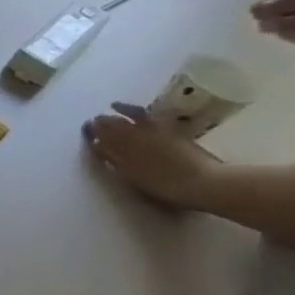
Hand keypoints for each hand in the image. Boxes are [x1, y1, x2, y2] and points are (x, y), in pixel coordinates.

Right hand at [84, 102, 220, 207]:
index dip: (94, 145)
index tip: (92, 143)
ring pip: (114, 124)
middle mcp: (125, 147)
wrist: (203, 181)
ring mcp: (141, 136)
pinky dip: (125, 108)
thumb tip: (108, 158)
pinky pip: (136, 114)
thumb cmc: (173, 189)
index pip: (99, 149)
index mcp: (119, 163)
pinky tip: (115, 105)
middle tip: (91, 127)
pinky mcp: (157, 127)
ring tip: (99, 118)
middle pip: (104, 134)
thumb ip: (123, 170)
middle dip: (95, 130)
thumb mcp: (140, 184)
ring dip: (104, 121)